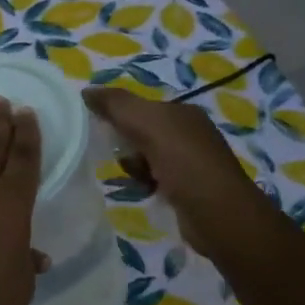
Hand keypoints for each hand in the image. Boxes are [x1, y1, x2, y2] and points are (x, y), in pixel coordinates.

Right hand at [82, 87, 262, 259]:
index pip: (142, 107)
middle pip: (142, 132)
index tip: (103, 131)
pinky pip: (156, 179)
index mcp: (184, 112)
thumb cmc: (183, 162)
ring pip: (147, 157)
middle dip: (127, 145)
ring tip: (136, 178)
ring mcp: (192, 162)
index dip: (120, 116)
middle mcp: (191, 133)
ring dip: (134, 167)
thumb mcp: (146, 123)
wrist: (218, 214)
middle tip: (123, 158)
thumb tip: (86, 91)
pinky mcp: (189, 188)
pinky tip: (144, 191)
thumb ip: (116, 104)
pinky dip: (146, 184)